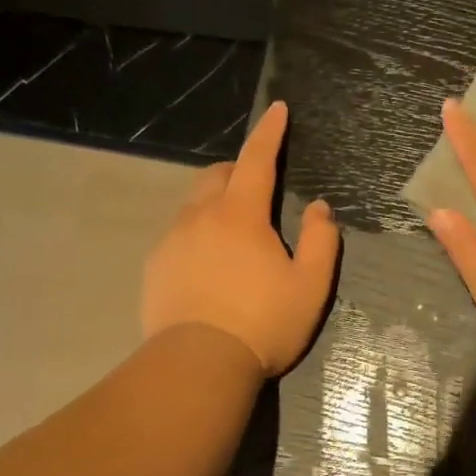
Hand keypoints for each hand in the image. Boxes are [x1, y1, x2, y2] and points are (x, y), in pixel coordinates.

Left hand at [141, 100, 339, 375]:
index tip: (277, 109)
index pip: (257, 160)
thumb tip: (319, 207)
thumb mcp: (310, 286)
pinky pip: (177, 234)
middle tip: (257, 188)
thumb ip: (320, 240)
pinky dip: (196, 234)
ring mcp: (171, 241)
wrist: (198, 365)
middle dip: (238, 169)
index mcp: (241, 215)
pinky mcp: (155, 267)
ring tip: (232, 233)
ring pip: (193, 204)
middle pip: (216, 174)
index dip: (270, 132)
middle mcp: (200, 217)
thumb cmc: (263, 324)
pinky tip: (207, 266)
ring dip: (215, 203)